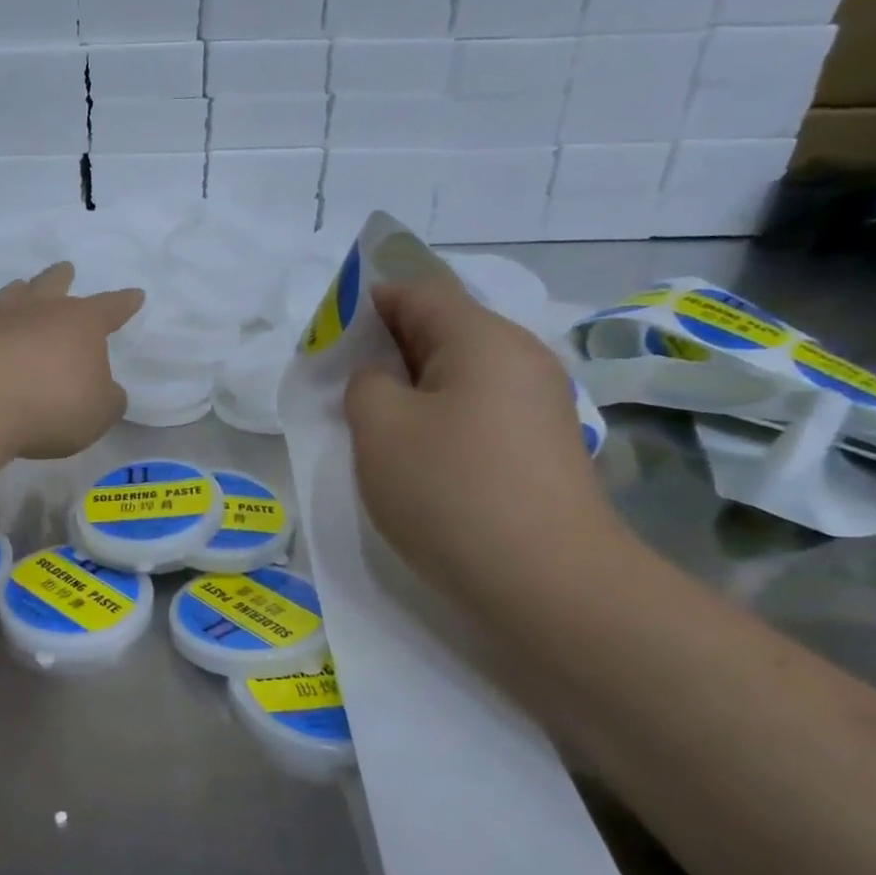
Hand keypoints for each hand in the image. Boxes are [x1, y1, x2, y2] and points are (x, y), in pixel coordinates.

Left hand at [0, 263, 143, 459]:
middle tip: (65, 268)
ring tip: (18, 288)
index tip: (135, 295)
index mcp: (81, 324)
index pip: (110, 308)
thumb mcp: (100, 411)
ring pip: (9, 297)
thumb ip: (107, 399)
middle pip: (53, 285)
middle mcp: (39, 313)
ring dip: (16, 292)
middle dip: (62, 277)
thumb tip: (105, 391)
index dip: (124, 303)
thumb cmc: (55, 404)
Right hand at [344, 275, 625, 613]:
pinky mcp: (543, 446)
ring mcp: (539, 404)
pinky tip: (417, 455)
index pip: (417, 293)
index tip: (328, 338)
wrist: (547, 582)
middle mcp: (521, 358)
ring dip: (412, 388)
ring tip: (373, 423)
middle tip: (342, 384)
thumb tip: (381, 381)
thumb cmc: (451, 490)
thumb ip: (364, 384)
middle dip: (386, 348)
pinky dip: (440, 417)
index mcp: (482, 338)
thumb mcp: (379, 427)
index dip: (367, 304)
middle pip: (443, 330)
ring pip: (460, 374)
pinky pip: (479, 409)